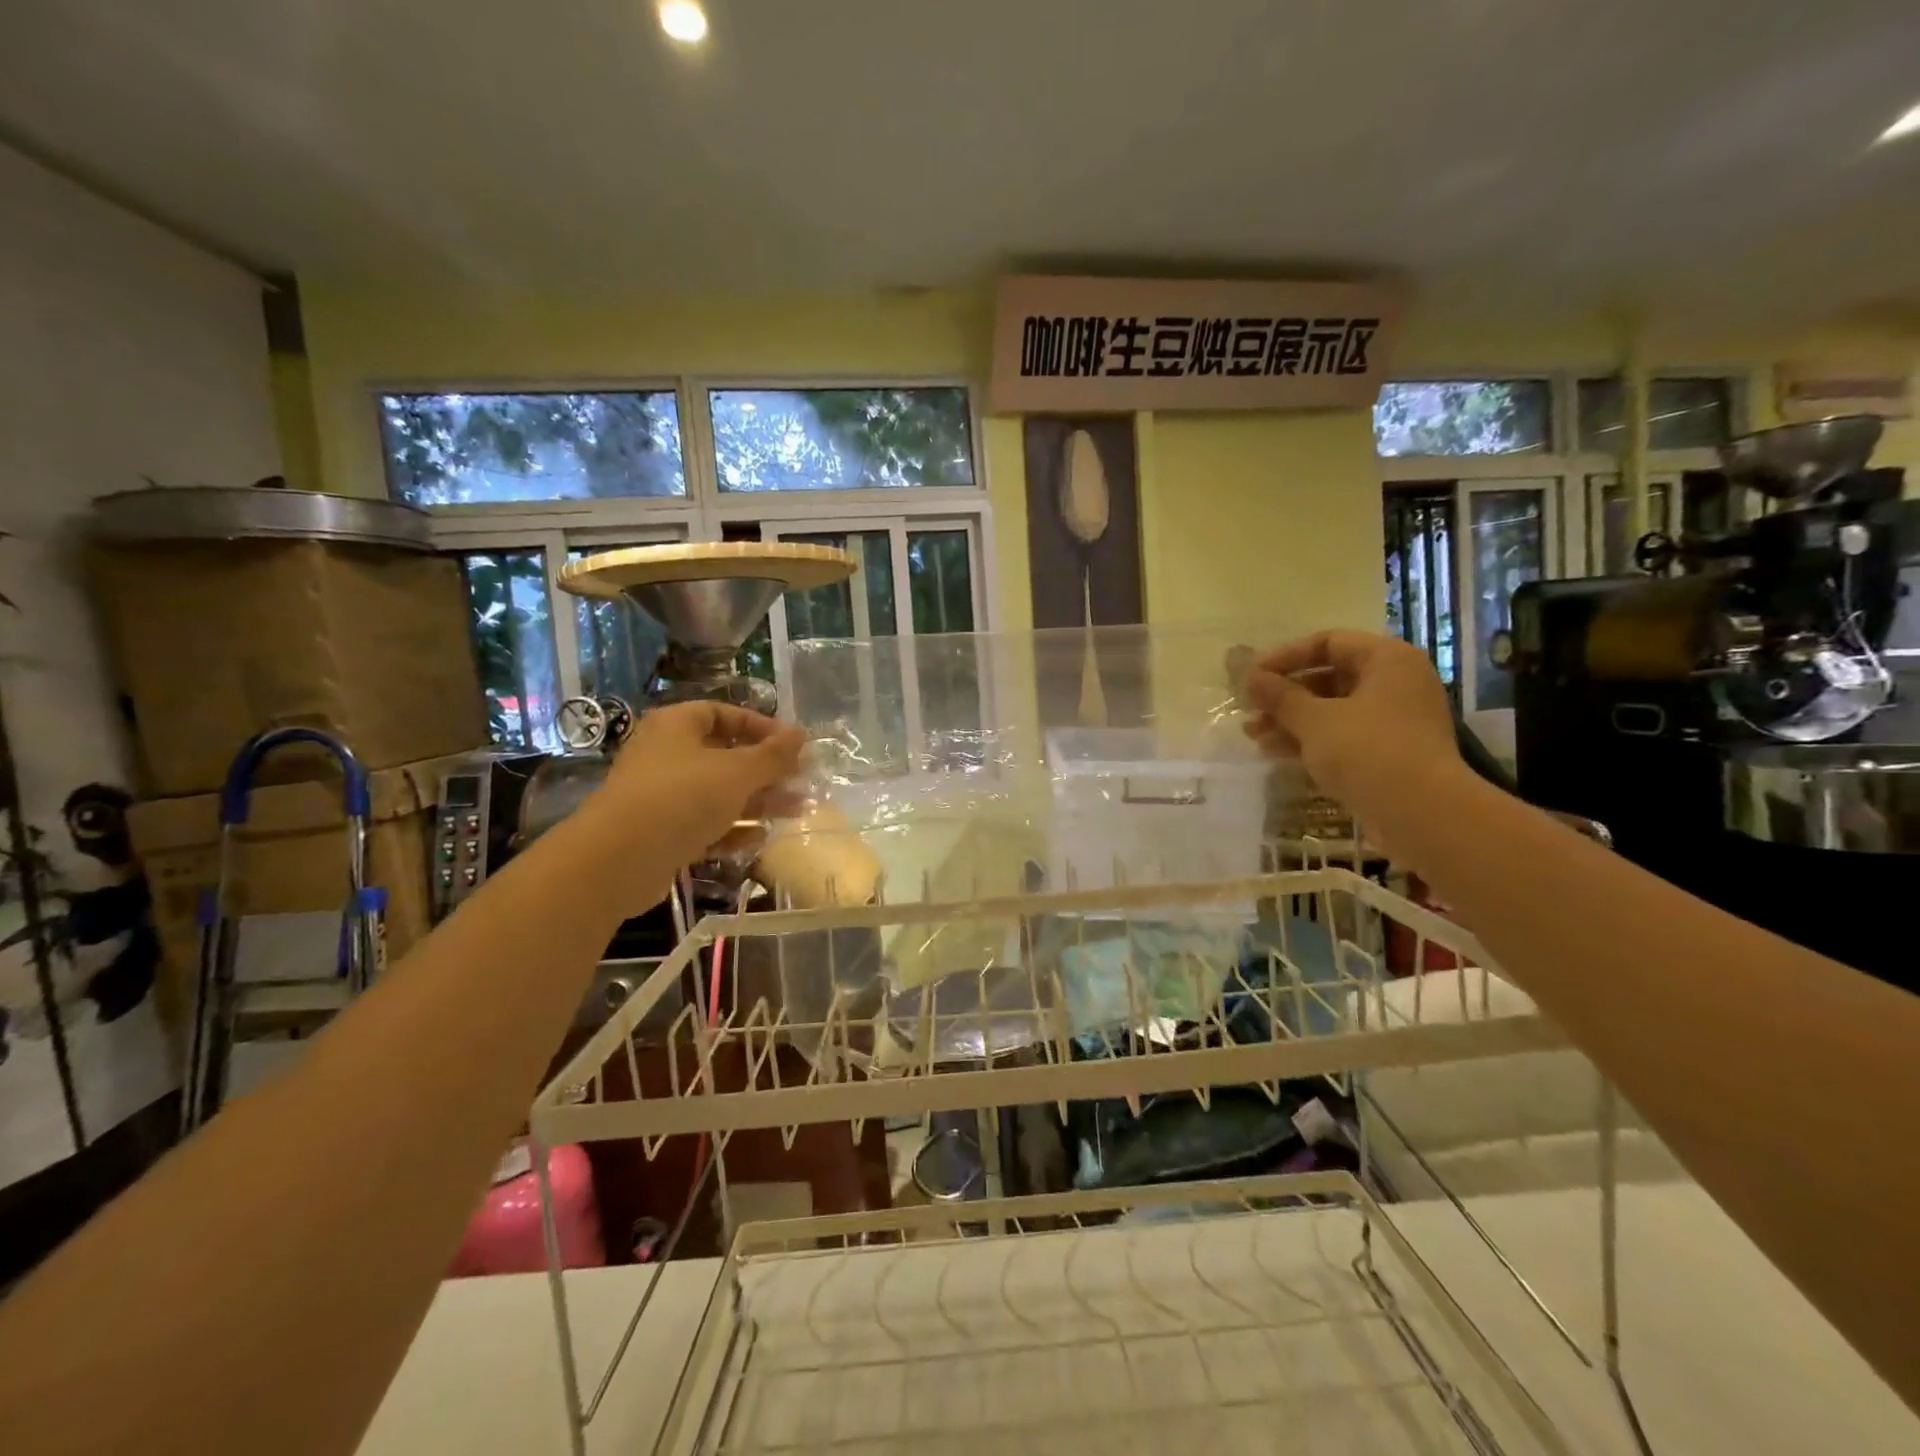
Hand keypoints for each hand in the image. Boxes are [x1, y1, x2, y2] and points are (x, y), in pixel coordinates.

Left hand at [591, 701, 807, 864]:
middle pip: (725, 756)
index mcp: (677, 726)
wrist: (618, 860)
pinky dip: (732, 830)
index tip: (793, 745)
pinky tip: (760, 839)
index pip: (723, 714)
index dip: (760, 726)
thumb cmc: (682, 798)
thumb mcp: (737, 772)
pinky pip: (704, 824)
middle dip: (766, 771)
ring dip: (757, 802)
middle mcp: (667, 755)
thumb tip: (801, 733)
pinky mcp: (662, 832)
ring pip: (718, 793)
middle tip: (800, 782)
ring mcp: (662, 796)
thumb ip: (772, 755)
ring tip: (796, 811)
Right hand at [1241, 631, 1464, 831]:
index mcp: (1387, 660)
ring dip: (1291, 720)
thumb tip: (1249, 676)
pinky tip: (1275, 753)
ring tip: (1253, 735)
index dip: (1285, 657)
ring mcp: (1395, 720)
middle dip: (1285, 695)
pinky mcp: (1390, 754)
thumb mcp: (1315, 720)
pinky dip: (1310, 741)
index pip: (1328, 643)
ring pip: (1333, 710)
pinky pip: (1343, 736)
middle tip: (1249, 709)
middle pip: (1329, 677)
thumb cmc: (1368, 752)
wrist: (1422, 815)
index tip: (1252, 677)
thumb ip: (1279, 695)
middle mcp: (1396, 683)